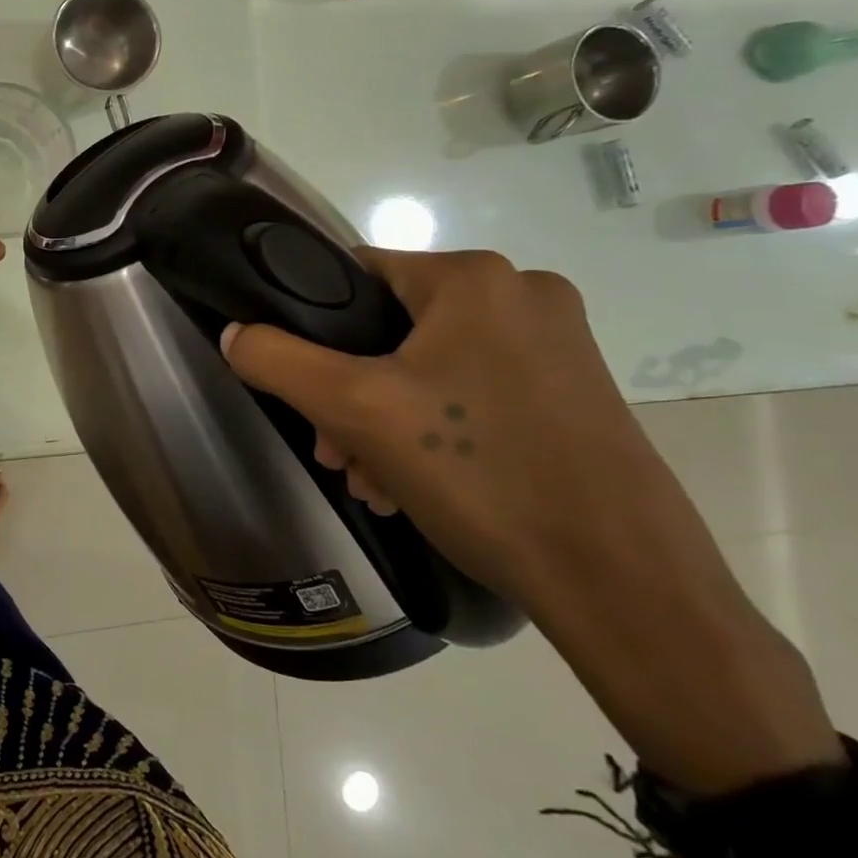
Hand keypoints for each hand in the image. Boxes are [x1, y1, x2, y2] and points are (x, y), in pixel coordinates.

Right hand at [217, 248, 714, 615]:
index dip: (314, 325)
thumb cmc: (480, 474)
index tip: (302, 387)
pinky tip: (417, 485)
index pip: (357, 273)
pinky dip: (434, 430)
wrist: (622, 583)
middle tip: (337, 451)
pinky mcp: (573, 393)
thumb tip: (235, 333)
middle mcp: (523, 294)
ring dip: (385, 418)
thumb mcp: (355, 409)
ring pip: (430, 365)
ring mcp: (557, 345)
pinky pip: (473, 392)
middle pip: (391, 327)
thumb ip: (279, 360)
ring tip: (373, 479)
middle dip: (349, 392)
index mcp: (475, 278)